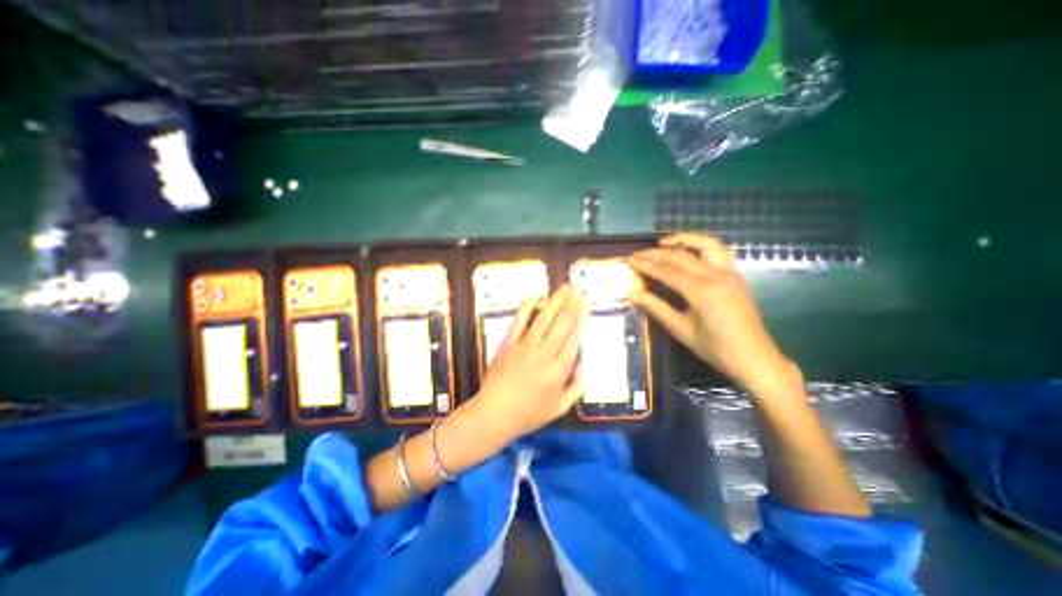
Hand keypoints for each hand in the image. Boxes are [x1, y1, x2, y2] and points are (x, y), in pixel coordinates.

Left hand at [472, 284, 589, 436]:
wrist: (495, 413)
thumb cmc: (529, 413)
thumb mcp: (559, 407)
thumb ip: (577, 387)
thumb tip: (587, 366)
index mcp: (559, 370)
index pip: (574, 338)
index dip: (581, 319)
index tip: (586, 304)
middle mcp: (544, 353)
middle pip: (561, 323)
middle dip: (571, 303)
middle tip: (577, 288)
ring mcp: (525, 345)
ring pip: (544, 318)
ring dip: (555, 300)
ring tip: (564, 287)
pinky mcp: (509, 343)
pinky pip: (520, 320)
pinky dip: (528, 306)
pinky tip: (536, 294)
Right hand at [630, 233, 795, 396]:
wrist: (755, 358)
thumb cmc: (715, 348)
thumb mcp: (681, 330)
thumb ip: (656, 308)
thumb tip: (632, 294)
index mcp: (702, 291)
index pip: (667, 271)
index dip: (646, 265)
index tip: (630, 261)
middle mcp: (716, 276)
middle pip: (681, 256)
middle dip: (656, 253)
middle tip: (637, 254)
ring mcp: (730, 273)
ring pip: (705, 244)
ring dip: (683, 239)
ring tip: (663, 242)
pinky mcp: (736, 276)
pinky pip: (718, 251)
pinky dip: (699, 246)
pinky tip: (687, 251)